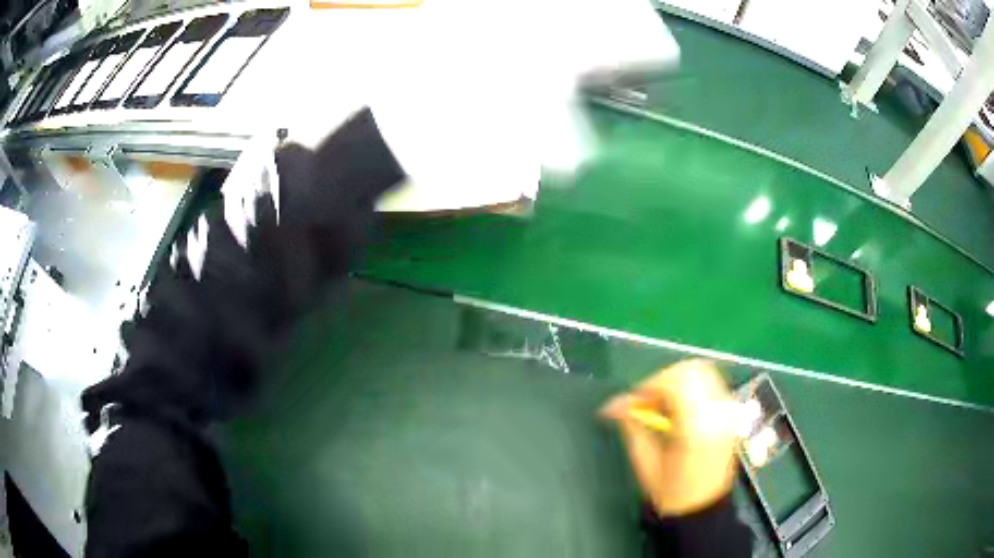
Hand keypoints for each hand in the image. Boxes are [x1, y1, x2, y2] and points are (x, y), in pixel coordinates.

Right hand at [601, 359, 740, 516]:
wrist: (703, 509)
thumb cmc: (671, 493)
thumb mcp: (645, 462)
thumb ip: (633, 426)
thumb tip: (614, 404)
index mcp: (698, 428)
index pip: (676, 382)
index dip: (649, 386)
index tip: (632, 403)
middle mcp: (719, 413)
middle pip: (692, 370)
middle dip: (663, 380)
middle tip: (646, 402)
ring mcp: (729, 411)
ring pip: (703, 372)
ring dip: (677, 382)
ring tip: (661, 405)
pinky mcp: (731, 413)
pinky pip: (710, 385)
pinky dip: (690, 388)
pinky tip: (678, 410)